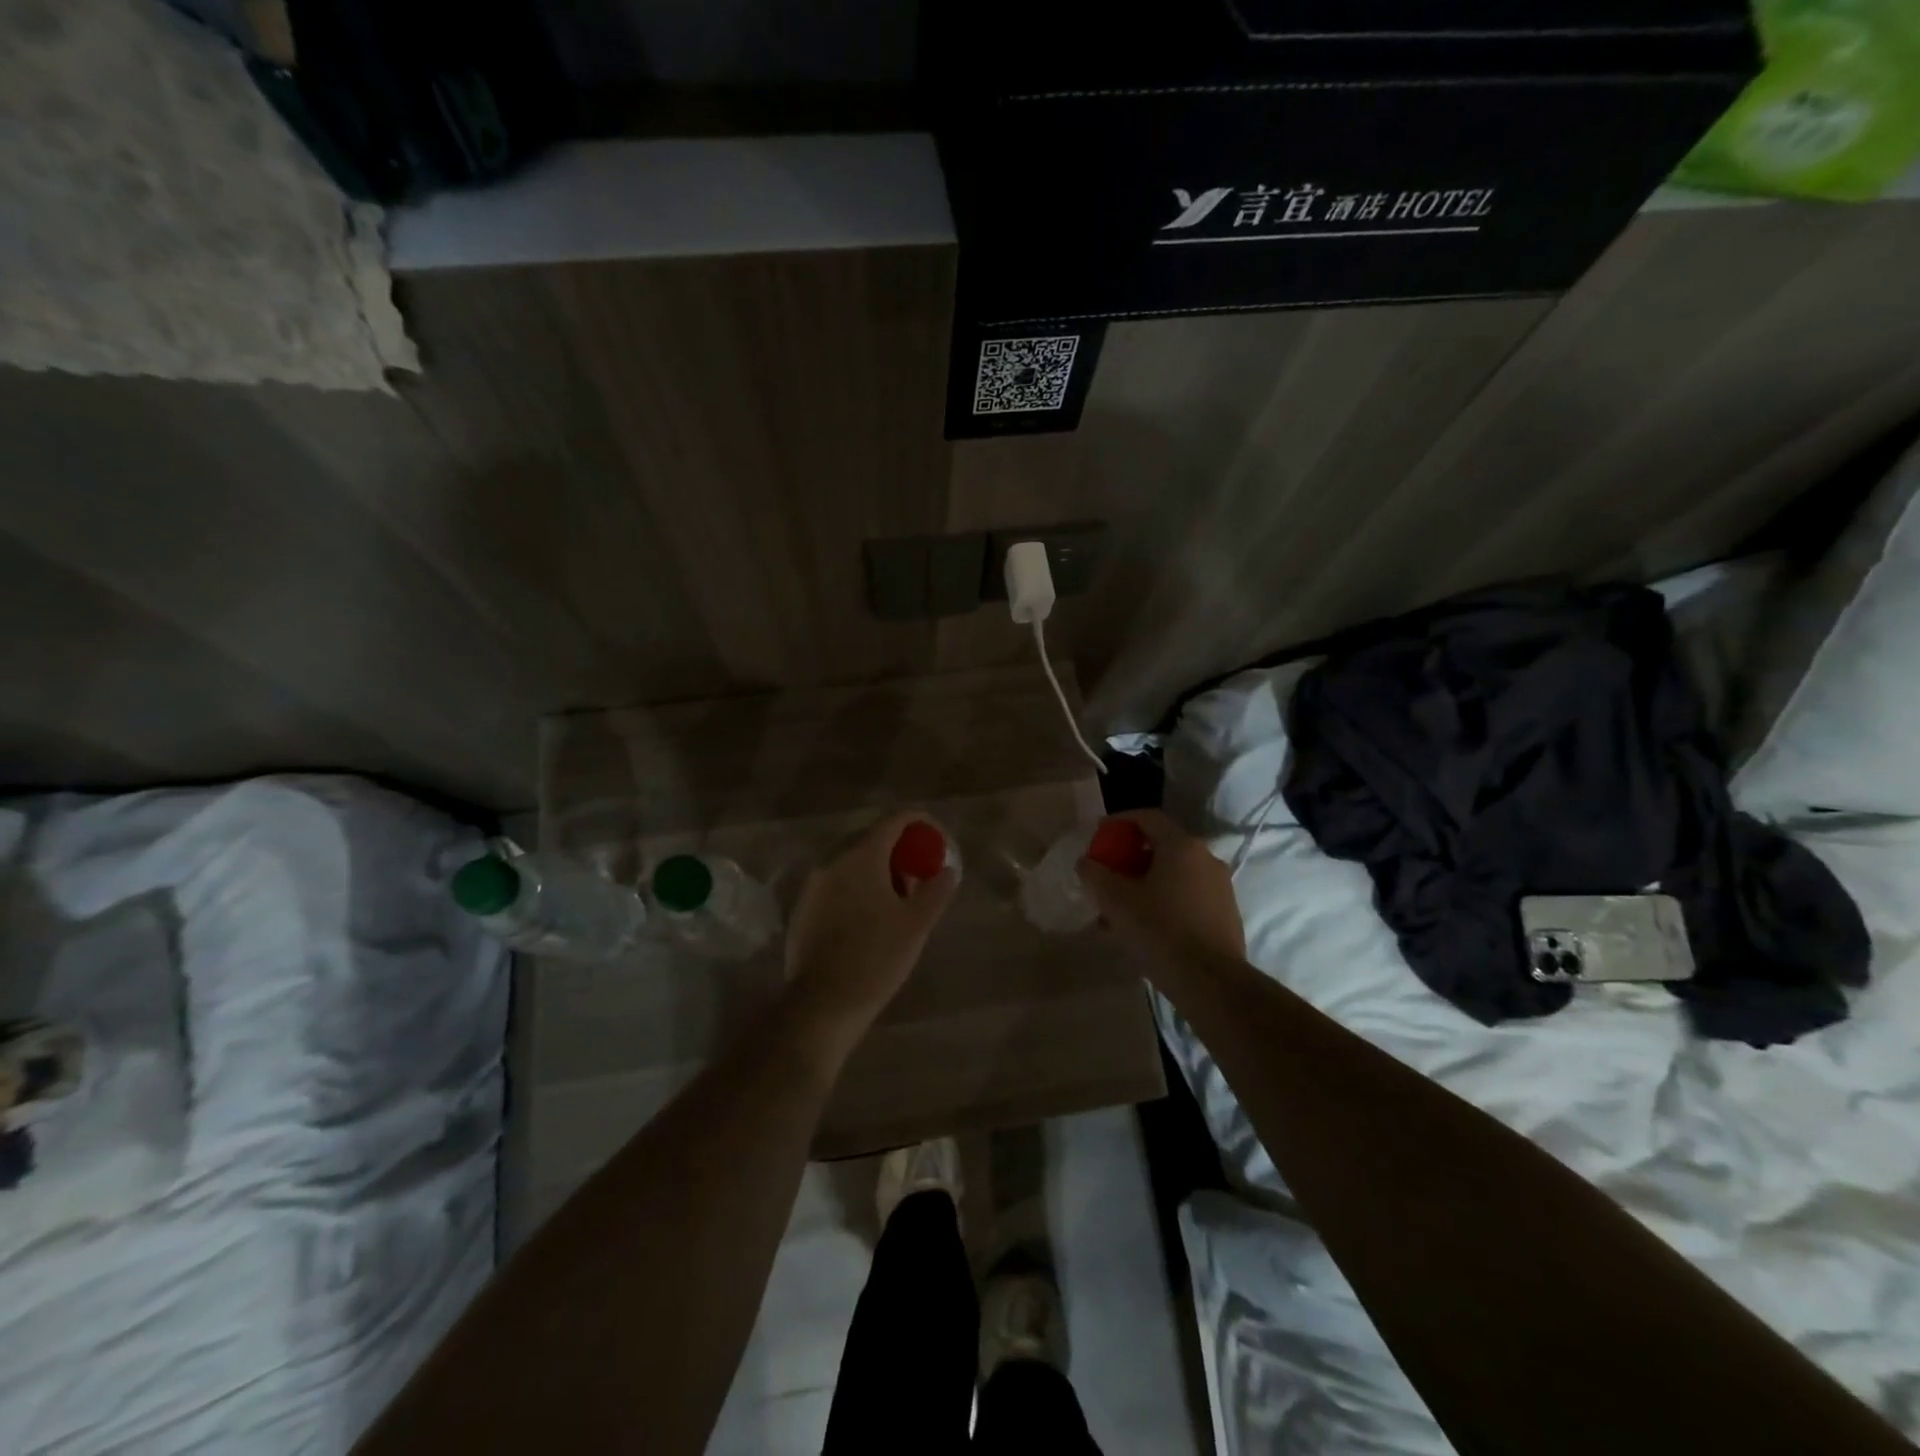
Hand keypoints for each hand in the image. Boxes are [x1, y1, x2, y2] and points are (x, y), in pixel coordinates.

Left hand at [785, 811, 958, 1031]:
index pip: (891, 822)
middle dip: (897, 849)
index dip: (916, 822)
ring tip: (898, 895)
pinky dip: (856, 887)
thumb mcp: (916, 925)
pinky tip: (870, 914)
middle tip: (919, 868)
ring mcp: (813, 885)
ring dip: (876, 869)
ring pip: (850, 863)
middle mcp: (832, 862)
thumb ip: (935, 891)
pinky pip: (836, 884)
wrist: (822, 1004)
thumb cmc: (876, 958)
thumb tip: (948, 870)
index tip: (934, 833)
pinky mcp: (803, 908)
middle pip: (869, 840)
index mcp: (860, 857)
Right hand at [1077, 809, 1245, 965]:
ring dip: (1143, 886)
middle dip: (1129, 860)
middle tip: (1106, 877)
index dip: (1120, 820)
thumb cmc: (1159, 930)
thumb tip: (1086, 862)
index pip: (1148, 817)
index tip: (1099, 833)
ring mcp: (1220, 887)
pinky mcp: (1225, 915)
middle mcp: (1206, 859)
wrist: (1211, 982)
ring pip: (1173, 876)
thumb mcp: (1115, 900)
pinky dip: (1163, 903)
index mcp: (1182, 846)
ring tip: (1117, 913)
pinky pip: (1186, 897)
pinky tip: (1144, 930)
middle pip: (1160, 848)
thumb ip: (1094, 874)